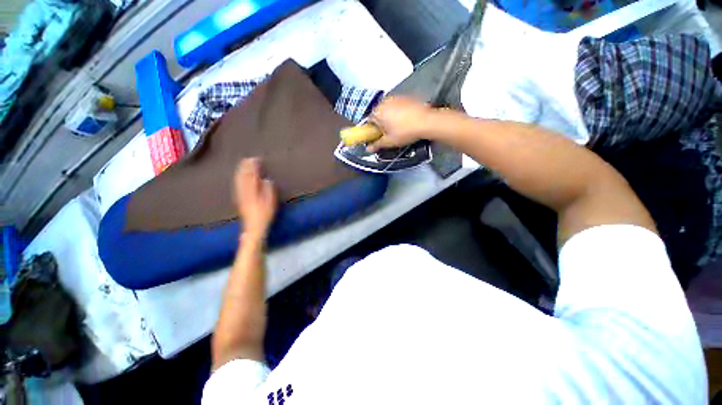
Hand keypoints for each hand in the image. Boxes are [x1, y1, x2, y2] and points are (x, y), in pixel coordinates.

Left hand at [234, 158, 276, 239]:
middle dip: (245, 167)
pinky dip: (238, 178)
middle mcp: (244, 192)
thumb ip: (268, 190)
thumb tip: (266, 179)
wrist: (253, 227)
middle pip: (243, 177)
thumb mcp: (270, 202)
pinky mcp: (240, 199)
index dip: (253, 167)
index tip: (255, 159)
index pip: (252, 176)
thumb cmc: (264, 215)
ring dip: (241, 171)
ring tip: (242, 164)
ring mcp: (241, 196)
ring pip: (239, 180)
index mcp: (253, 191)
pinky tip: (239, 177)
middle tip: (247, 159)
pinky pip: (238, 185)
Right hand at [366, 97, 437, 152]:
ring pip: (388, 109)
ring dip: (389, 117)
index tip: (376, 135)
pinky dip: (398, 112)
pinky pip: (397, 106)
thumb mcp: (389, 142)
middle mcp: (385, 102)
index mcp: (378, 112)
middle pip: (378, 113)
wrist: (427, 122)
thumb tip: (369, 149)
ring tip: (398, 127)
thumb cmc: (405, 132)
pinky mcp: (406, 97)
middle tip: (387, 133)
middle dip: (380, 123)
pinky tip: (405, 121)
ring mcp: (396, 98)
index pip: (368, 120)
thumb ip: (377, 144)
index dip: (372, 129)